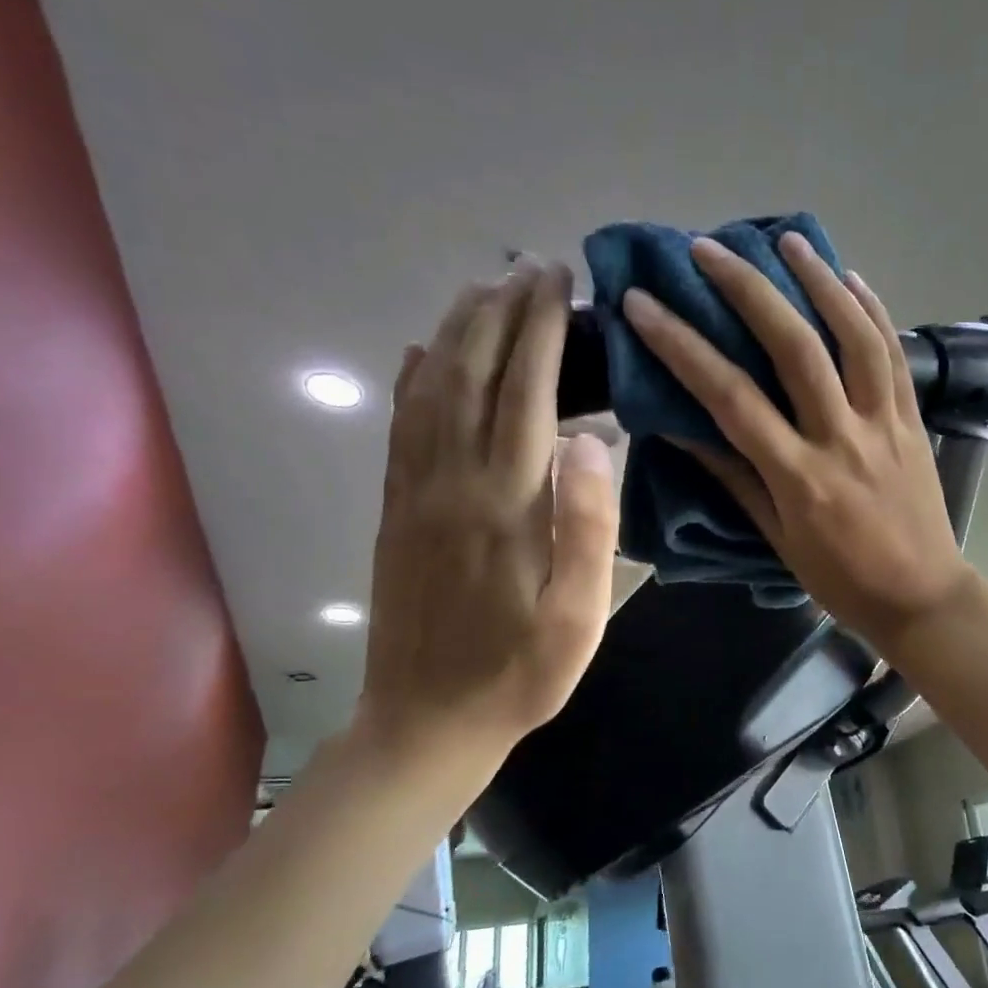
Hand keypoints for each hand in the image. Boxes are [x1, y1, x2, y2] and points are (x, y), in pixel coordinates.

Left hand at [360, 261, 618, 767]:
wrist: (428, 720)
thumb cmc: (520, 674)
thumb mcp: (579, 618)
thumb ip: (588, 529)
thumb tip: (590, 440)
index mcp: (506, 507)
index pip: (526, 394)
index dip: (542, 331)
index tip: (558, 281)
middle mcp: (453, 484)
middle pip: (474, 376)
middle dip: (502, 313)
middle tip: (529, 267)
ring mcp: (416, 494)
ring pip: (431, 390)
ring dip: (457, 331)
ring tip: (482, 289)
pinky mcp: (397, 510)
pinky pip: (401, 427)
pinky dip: (413, 378)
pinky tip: (422, 351)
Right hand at [622, 233, 973, 652]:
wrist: (922, 597)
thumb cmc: (842, 579)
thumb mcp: (778, 539)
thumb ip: (736, 479)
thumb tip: (685, 429)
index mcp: (800, 477)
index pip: (731, 399)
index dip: (682, 346)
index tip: (643, 304)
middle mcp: (842, 439)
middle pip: (796, 349)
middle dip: (748, 290)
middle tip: (709, 248)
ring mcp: (885, 425)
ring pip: (856, 338)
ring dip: (821, 281)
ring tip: (787, 240)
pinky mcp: (915, 421)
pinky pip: (896, 357)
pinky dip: (875, 312)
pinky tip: (852, 278)